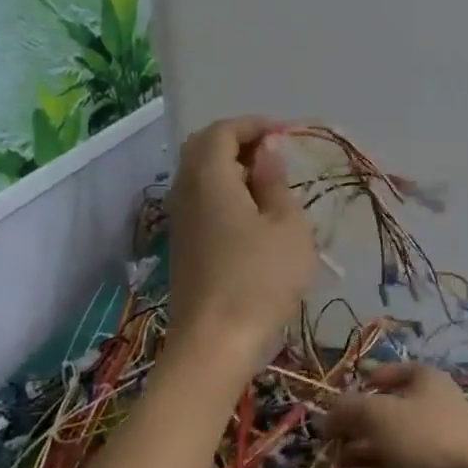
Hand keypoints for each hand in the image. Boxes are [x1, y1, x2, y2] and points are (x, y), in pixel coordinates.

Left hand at [168, 117, 316, 368]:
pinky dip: (224, 191)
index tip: (285, 133)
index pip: (222, 131)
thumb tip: (266, 152)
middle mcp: (185, 191)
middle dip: (238, 140)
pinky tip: (253, 214)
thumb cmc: (261, 279)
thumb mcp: (287, 225)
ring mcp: (180, 219)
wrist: (215, 343)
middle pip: (203, 147)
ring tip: (269, 183)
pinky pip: (200, 199)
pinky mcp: (183, 244)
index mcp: (209, 178)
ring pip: (199, 174)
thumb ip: (275, 181)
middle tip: (274, 154)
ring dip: (231, 167)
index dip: (253, 125)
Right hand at [322, 364, 467, 467]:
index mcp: (424, 380)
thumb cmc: (424, 436)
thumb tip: (326, 415)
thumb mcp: (380, 414)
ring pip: (385, 441)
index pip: (389, 373)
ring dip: (357, 450)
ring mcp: (427, 441)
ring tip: (329, 462)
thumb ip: (349, 409)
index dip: (362, 383)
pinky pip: (392, 467)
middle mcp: (427, 406)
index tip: (336, 399)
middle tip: (325, 438)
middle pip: (383, 410)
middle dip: (354, 423)